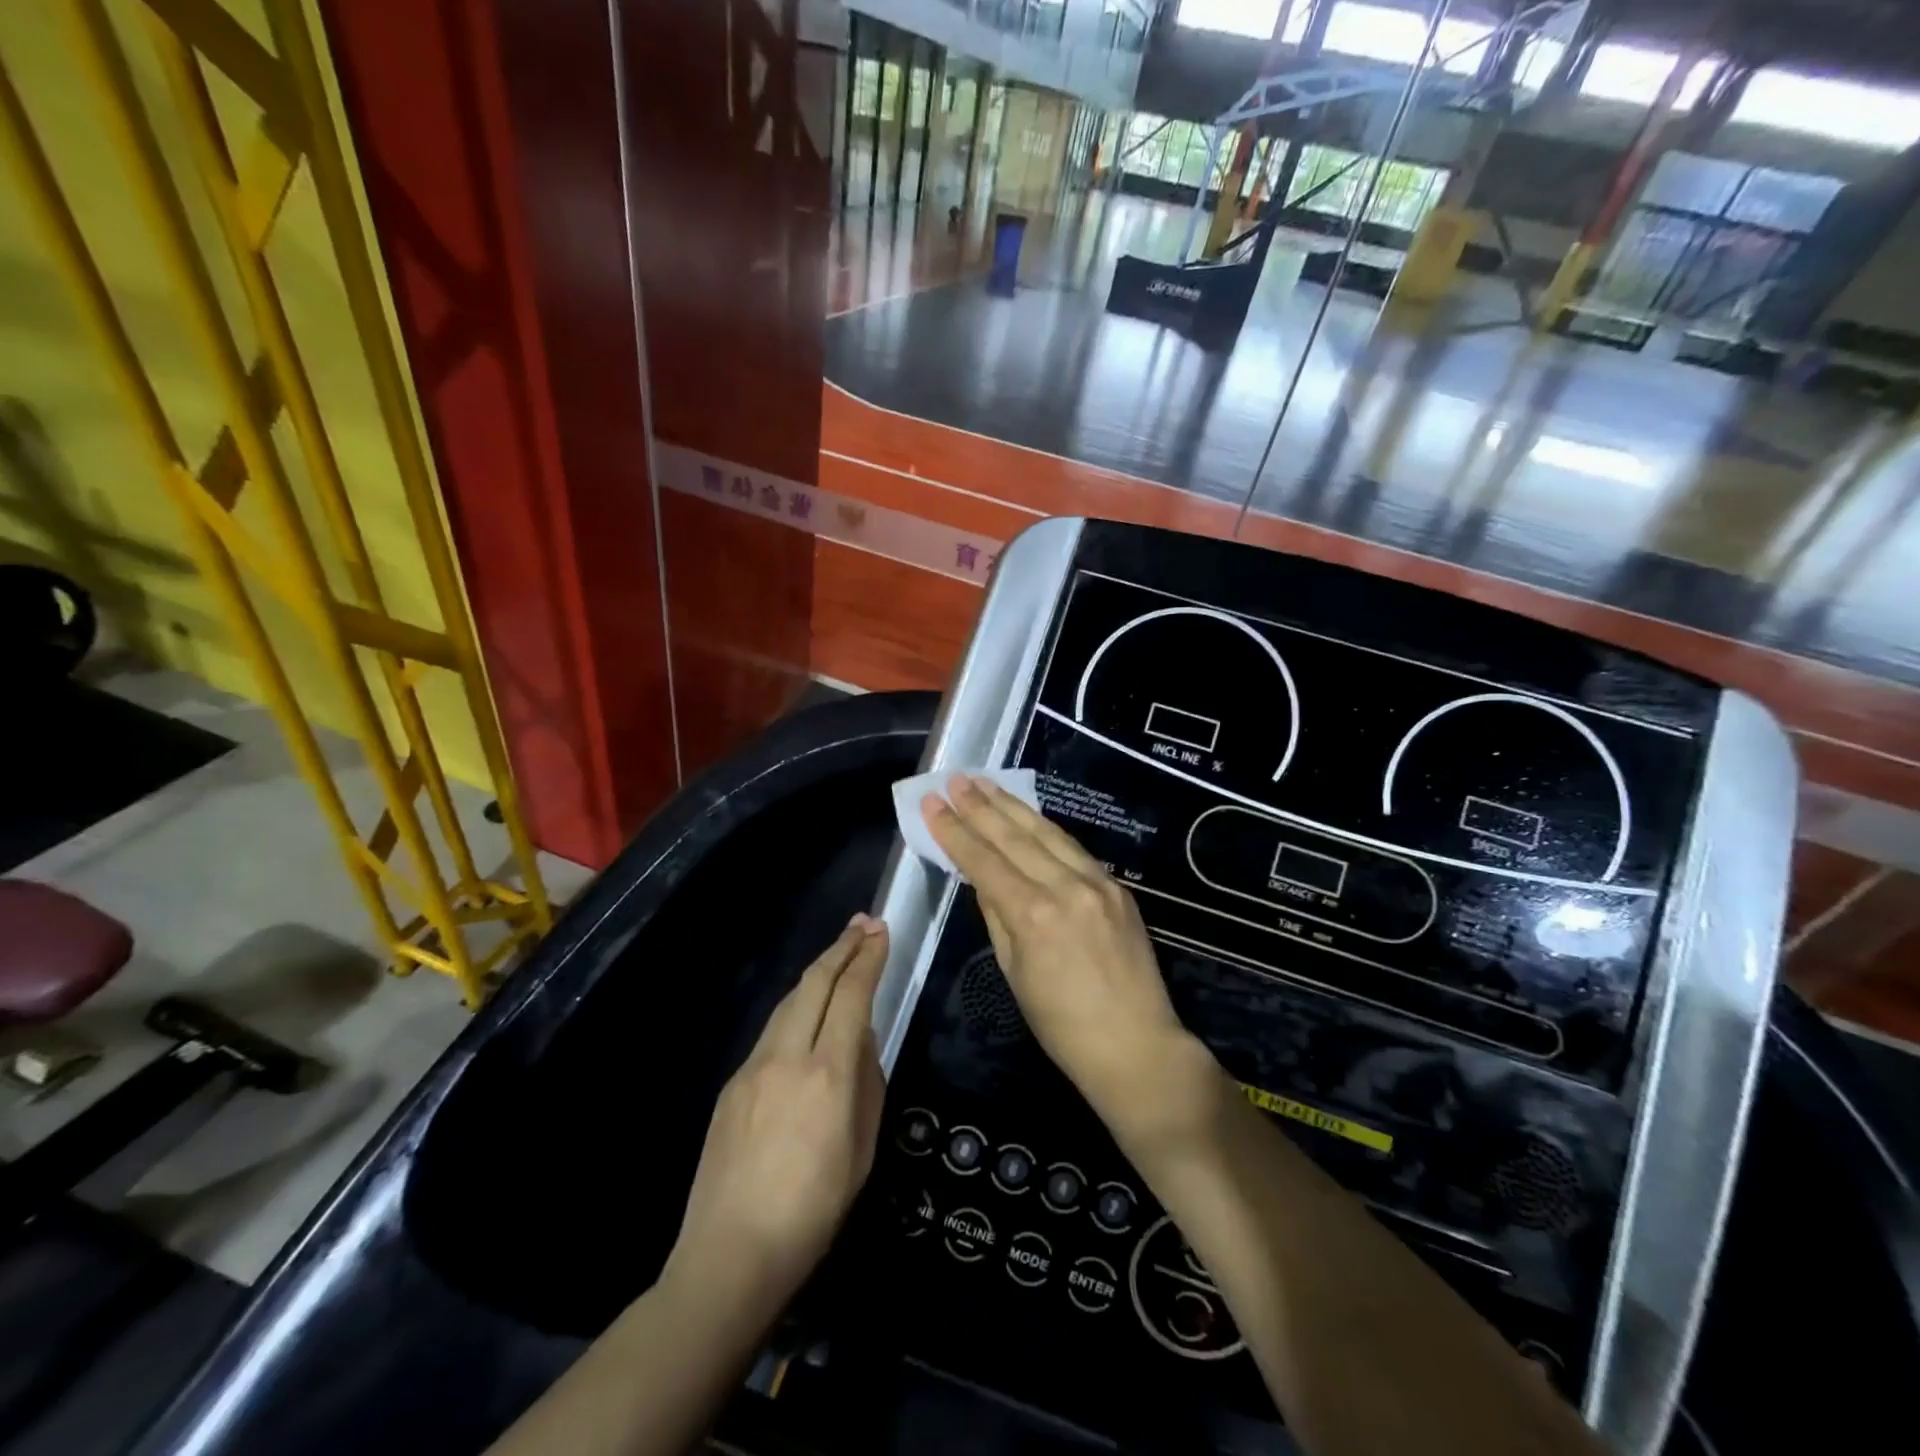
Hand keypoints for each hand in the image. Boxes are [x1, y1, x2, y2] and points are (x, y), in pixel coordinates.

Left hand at [663, 914, 887, 1321]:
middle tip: (863, 924)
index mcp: (828, 1075)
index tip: (881, 932)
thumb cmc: (813, 1211)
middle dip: (841, 948)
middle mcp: (787, 1057)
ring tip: (839, 955)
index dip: (868, 959)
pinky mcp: (732, 1084)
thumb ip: (867, 1084)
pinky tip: (807, 1015)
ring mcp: (753, 1067)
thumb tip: (860, 1041)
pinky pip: (771, 1032)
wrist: (730, 1255)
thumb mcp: (862, 1150)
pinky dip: (796, 1009)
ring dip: (817, 972)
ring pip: (789, 1001)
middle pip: (814, 983)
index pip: (852, 997)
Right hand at [921, 776, 1202, 1129]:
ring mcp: (1097, 883)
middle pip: (1014, 836)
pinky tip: (1027, 815)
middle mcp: (1066, 888)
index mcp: (1033, 915)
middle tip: (954, 779)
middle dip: (980, 805)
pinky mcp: (1118, 887)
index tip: (932, 803)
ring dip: (1012, 805)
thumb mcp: (1014, 972)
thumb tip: (983, 876)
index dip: (954, 830)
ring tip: (985, 782)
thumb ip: (997, 915)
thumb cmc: (1061, 1025)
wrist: (1136, 1046)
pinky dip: (1045, 829)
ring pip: (1047, 832)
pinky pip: (1073, 849)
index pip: (984, 860)